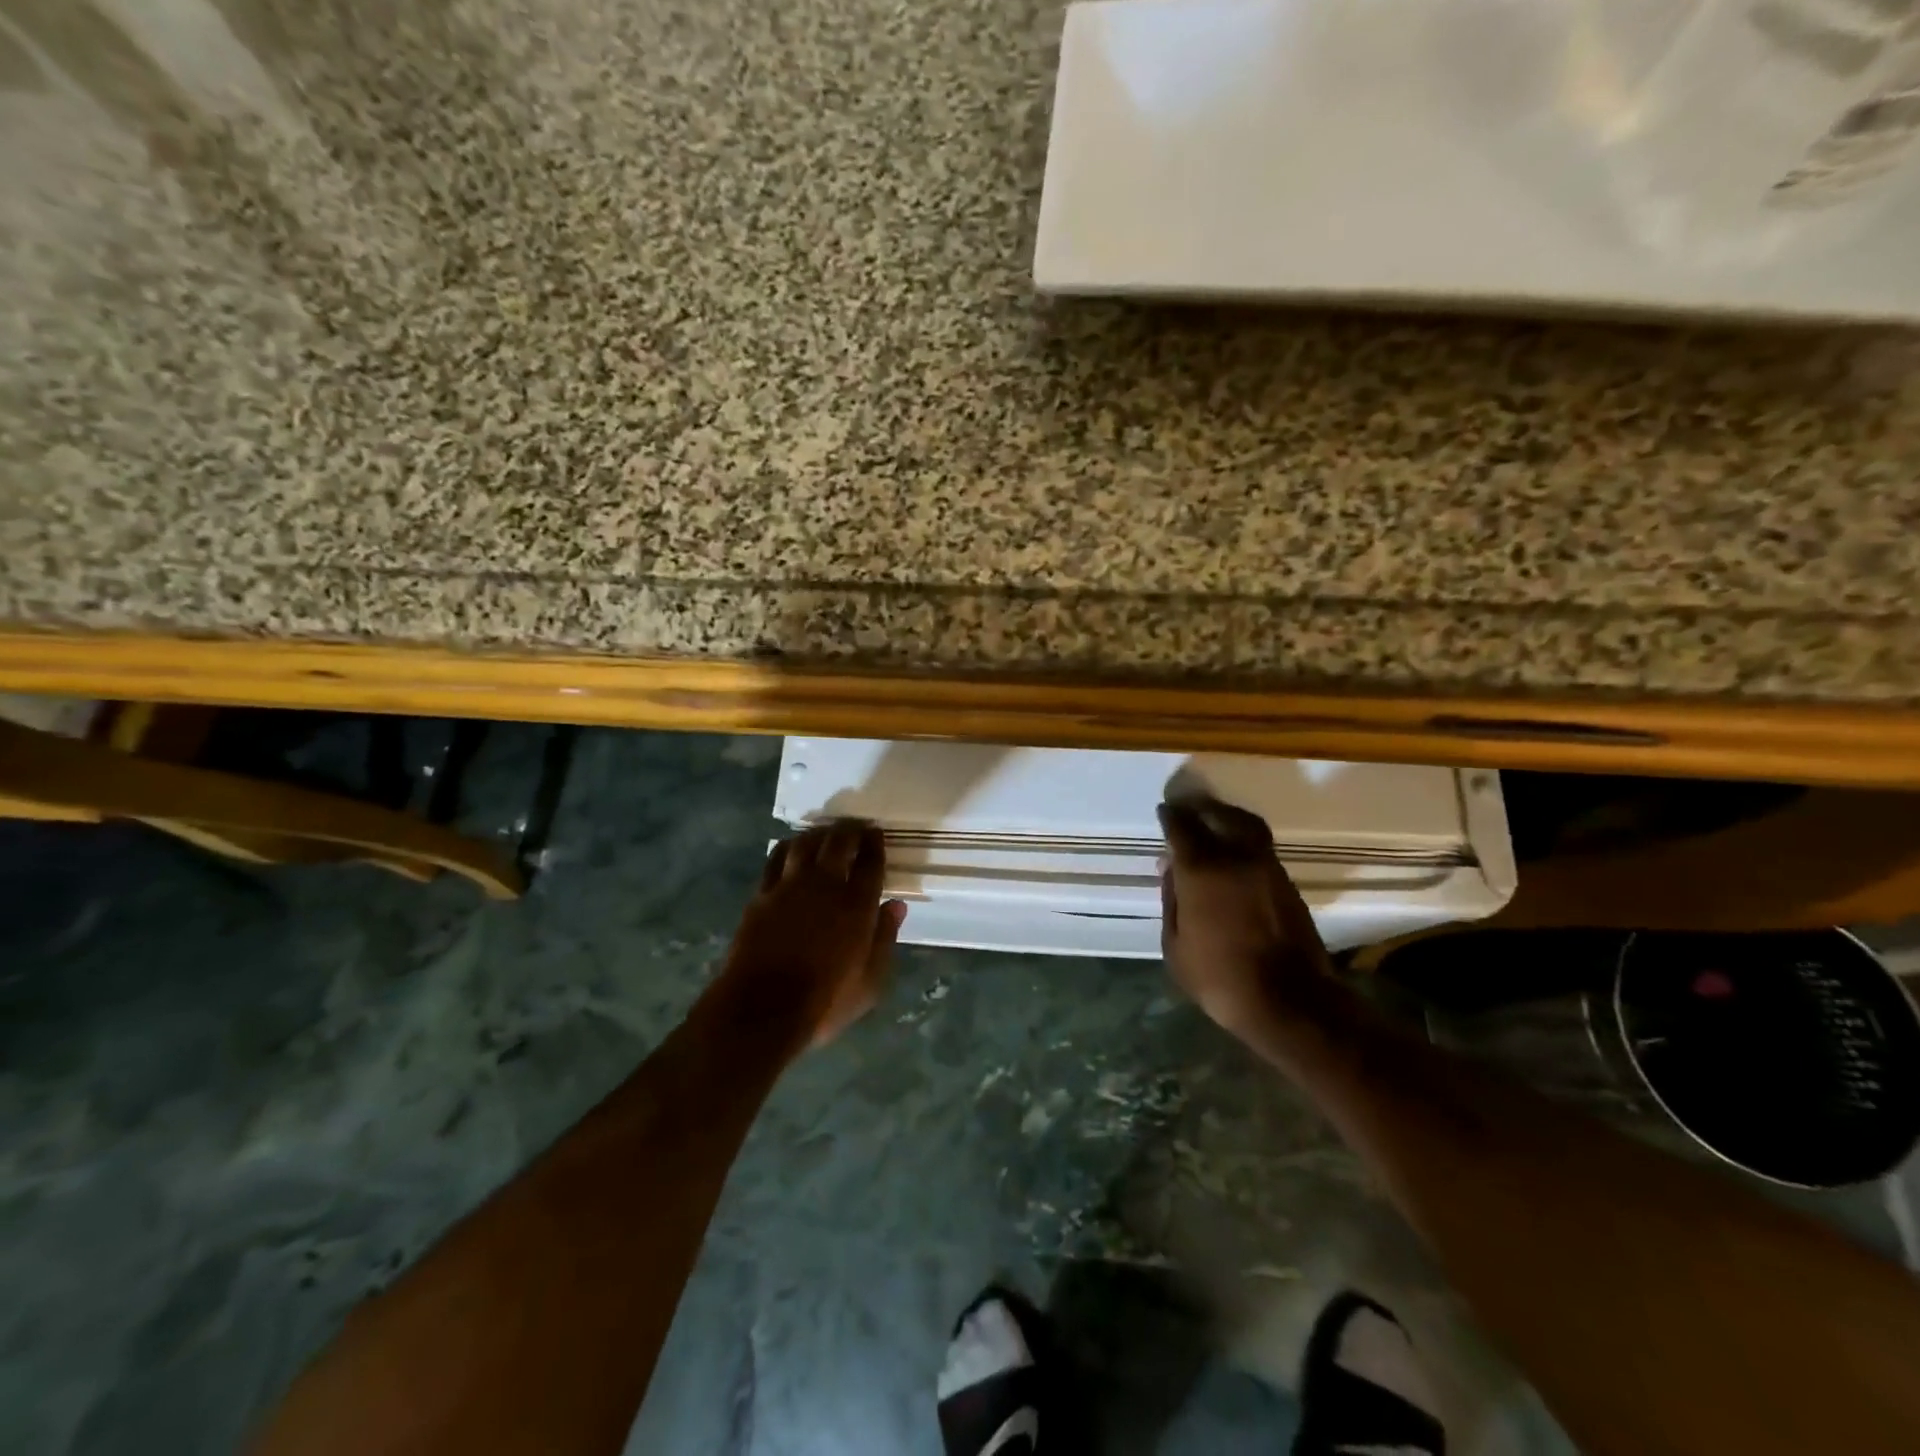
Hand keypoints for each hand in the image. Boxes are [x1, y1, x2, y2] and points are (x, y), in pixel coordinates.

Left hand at [719, 820, 906, 1049]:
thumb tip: (897, 905)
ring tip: (825, 834)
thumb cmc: (824, 1002)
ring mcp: (790, 886)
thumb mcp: (870, 982)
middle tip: (856, 826)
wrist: (761, 1009)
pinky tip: (792, 848)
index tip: (877, 834)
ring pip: (806, 842)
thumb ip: (885, 938)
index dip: (875, 843)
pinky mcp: (762, 894)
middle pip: (839, 841)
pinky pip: (776, 858)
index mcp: (857, 905)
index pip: (871, 862)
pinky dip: (788, 847)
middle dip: (851, 829)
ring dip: (819, 833)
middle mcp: (825, 885)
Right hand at [1158, 796, 1332, 1036]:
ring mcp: (1268, 869)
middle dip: (1202, 808)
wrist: (1290, 1002)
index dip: (1171, 816)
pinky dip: (1244, 842)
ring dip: (1228, 819)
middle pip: (1221, 815)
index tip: (1165, 810)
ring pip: (1248, 828)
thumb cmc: (1220, 977)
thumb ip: (1171, 901)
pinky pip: (1261, 849)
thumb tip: (1171, 870)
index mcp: (1202, 870)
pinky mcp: (1287, 885)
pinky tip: (1234, 857)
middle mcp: (1237, 858)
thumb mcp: (1175, 945)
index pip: (1182, 827)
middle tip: (1190, 807)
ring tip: (1214, 824)